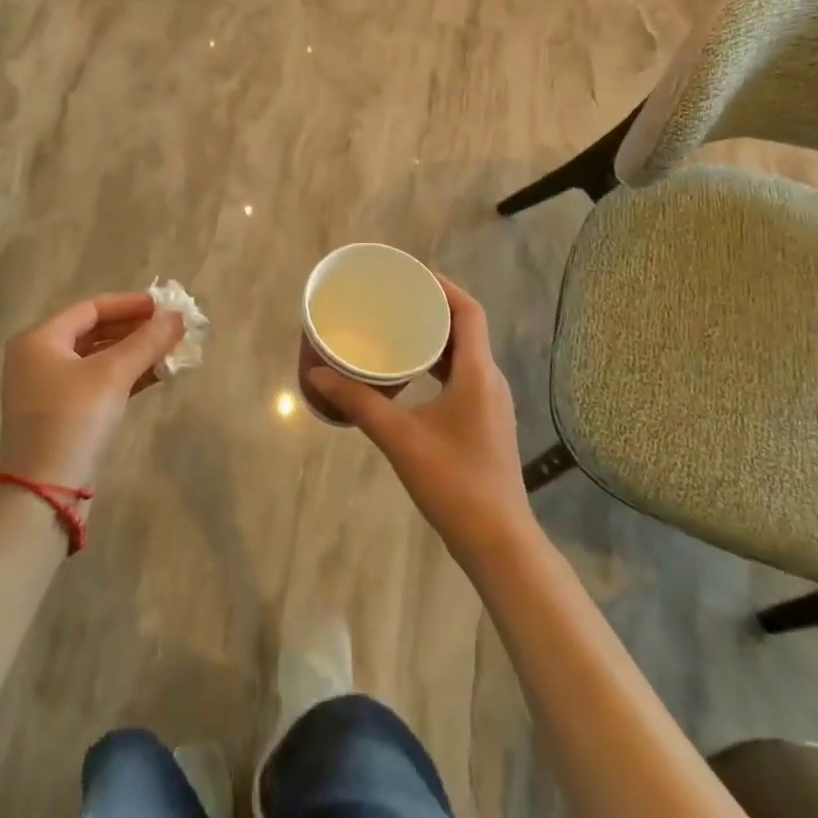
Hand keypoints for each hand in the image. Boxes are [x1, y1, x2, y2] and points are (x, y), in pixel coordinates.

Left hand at [0, 293, 184, 492]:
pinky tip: (157, 373)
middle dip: (136, 329)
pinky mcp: (62, 413)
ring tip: (171, 349)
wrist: (44, 492)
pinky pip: (98, 381)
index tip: (164, 306)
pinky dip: (125, 375)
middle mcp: (39, 358)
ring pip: (99, 358)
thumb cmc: (73, 419)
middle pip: (95, 331)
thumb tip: (177, 316)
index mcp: (40, 339)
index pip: (91, 308)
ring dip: (135, 352)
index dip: (130, 304)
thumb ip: (146, 341)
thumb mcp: (112, 375)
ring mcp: (49, 388)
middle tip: (171, 328)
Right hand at [308, 275, 535, 568]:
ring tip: (398, 329)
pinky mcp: (485, 422)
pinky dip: (438, 363)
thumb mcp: (400, 439)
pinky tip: (411, 374)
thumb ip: (359, 403)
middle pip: (466, 328)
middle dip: (433, 308)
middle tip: (395, 299)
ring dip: (435, 337)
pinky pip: (463, 376)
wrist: (499, 543)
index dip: (444, 286)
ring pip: (464, 353)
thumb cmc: (454, 483)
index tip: (411, 274)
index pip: (469, 311)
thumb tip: (317, 374)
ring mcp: (491, 403)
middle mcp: (490, 380)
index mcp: (478, 373)